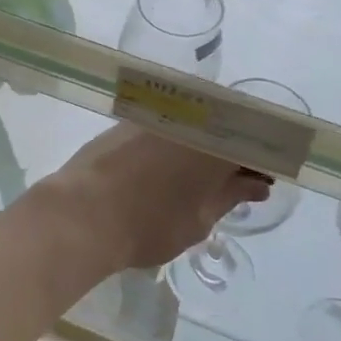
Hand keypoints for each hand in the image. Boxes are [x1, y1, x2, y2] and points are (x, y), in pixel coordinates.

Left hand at [36, 124, 271, 273]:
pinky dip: (176, 143)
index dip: (260, 161)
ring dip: (204, 147)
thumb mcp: (199, 220)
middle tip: (234, 183)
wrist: (80, 214)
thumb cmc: (148, 224)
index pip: (252, 140)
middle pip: (223, 127)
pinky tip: (169, 169)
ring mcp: (153, 116)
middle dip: (233, 152)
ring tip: (201, 179)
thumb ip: (230, 196)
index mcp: (214, 141)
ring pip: (193, 124)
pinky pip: (165, 125)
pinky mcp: (126, 121)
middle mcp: (187, 118)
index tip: (261, 182)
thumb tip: (256, 185)